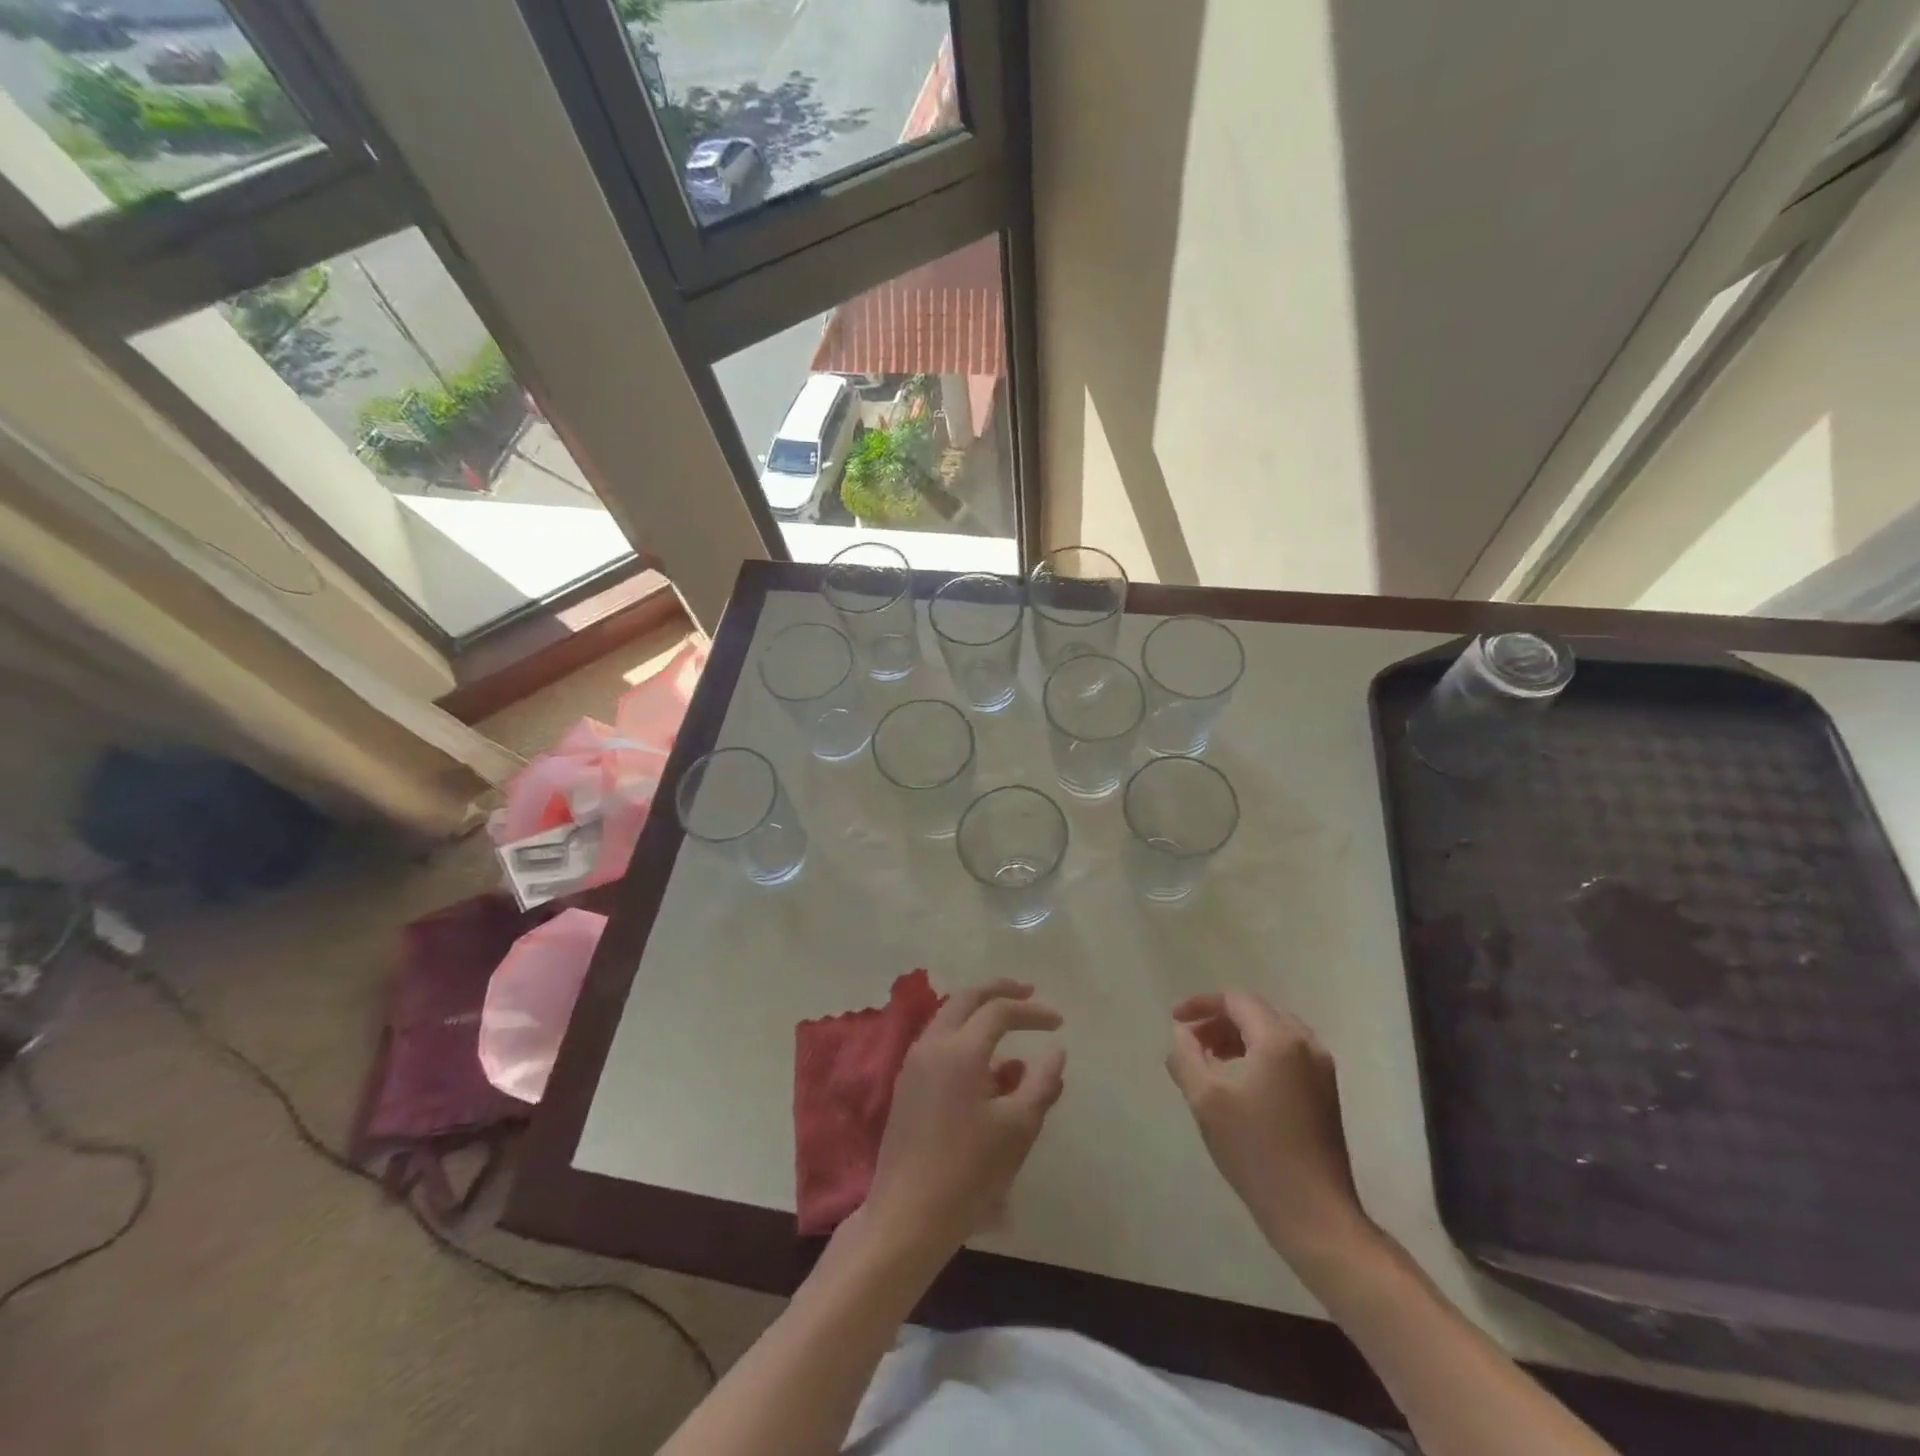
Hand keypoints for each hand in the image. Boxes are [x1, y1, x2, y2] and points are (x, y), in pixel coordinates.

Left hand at [863, 980, 1066, 1256]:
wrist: (908, 1214)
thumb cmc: (969, 1171)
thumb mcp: (1018, 1129)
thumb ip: (1041, 1083)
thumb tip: (1056, 1051)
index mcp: (960, 1050)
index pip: (999, 1011)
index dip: (1032, 1011)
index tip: (1058, 1022)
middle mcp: (932, 1045)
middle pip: (966, 999)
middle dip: (998, 991)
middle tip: (1026, 993)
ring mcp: (914, 1063)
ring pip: (948, 1018)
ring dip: (978, 1013)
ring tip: (1009, 1027)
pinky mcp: (907, 1084)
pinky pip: (939, 1042)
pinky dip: (964, 1038)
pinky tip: (987, 1067)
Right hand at [1166, 992, 1372, 1265]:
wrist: (1314, 1213)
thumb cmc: (1255, 1150)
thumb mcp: (1205, 1099)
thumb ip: (1186, 1056)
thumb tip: (1182, 1034)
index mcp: (1278, 1038)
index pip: (1236, 1000)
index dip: (1201, 1004)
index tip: (1175, 1020)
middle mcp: (1306, 1044)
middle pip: (1256, 1012)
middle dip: (1219, 1020)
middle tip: (1191, 1040)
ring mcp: (1322, 1070)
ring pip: (1273, 1033)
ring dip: (1238, 1037)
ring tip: (1210, 1060)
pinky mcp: (1326, 1094)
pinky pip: (1287, 1054)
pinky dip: (1259, 1054)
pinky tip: (1240, 1082)